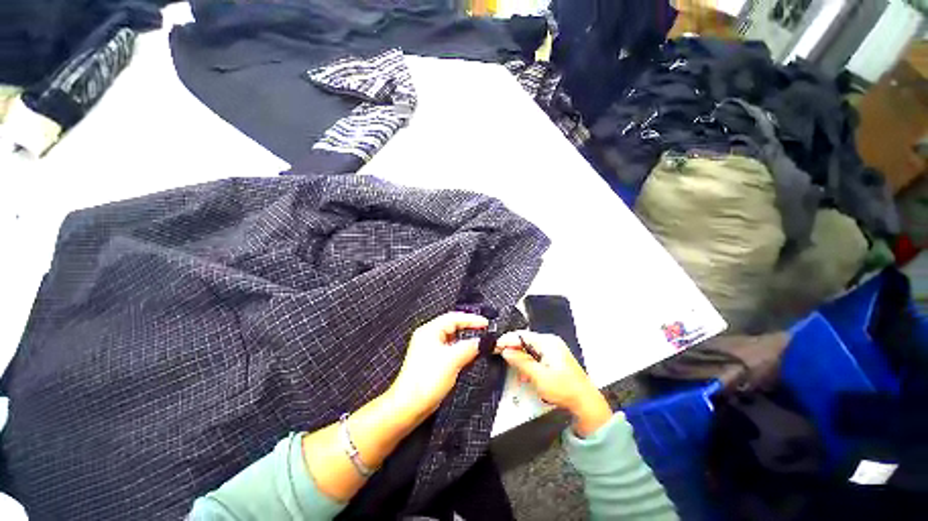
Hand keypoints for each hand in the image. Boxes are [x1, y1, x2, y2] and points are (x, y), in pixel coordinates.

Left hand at [388, 312, 487, 420]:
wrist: (409, 406)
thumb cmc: (426, 381)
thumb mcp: (453, 359)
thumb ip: (470, 347)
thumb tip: (485, 341)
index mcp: (430, 330)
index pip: (454, 318)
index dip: (472, 319)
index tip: (486, 324)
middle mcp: (428, 336)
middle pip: (453, 325)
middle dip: (470, 327)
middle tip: (485, 330)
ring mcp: (430, 348)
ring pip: (452, 337)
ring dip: (466, 338)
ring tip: (480, 340)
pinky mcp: (432, 359)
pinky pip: (450, 348)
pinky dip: (461, 348)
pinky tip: (469, 352)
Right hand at [495, 331, 611, 436]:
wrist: (585, 404)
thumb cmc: (564, 390)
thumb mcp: (539, 377)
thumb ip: (521, 361)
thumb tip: (505, 350)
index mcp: (548, 342)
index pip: (521, 335)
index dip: (506, 341)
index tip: (494, 347)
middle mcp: (550, 342)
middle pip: (525, 341)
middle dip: (513, 349)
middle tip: (500, 357)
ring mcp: (553, 349)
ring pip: (529, 349)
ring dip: (520, 358)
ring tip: (513, 368)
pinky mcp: (554, 358)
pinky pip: (535, 355)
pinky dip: (528, 363)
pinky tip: (525, 373)